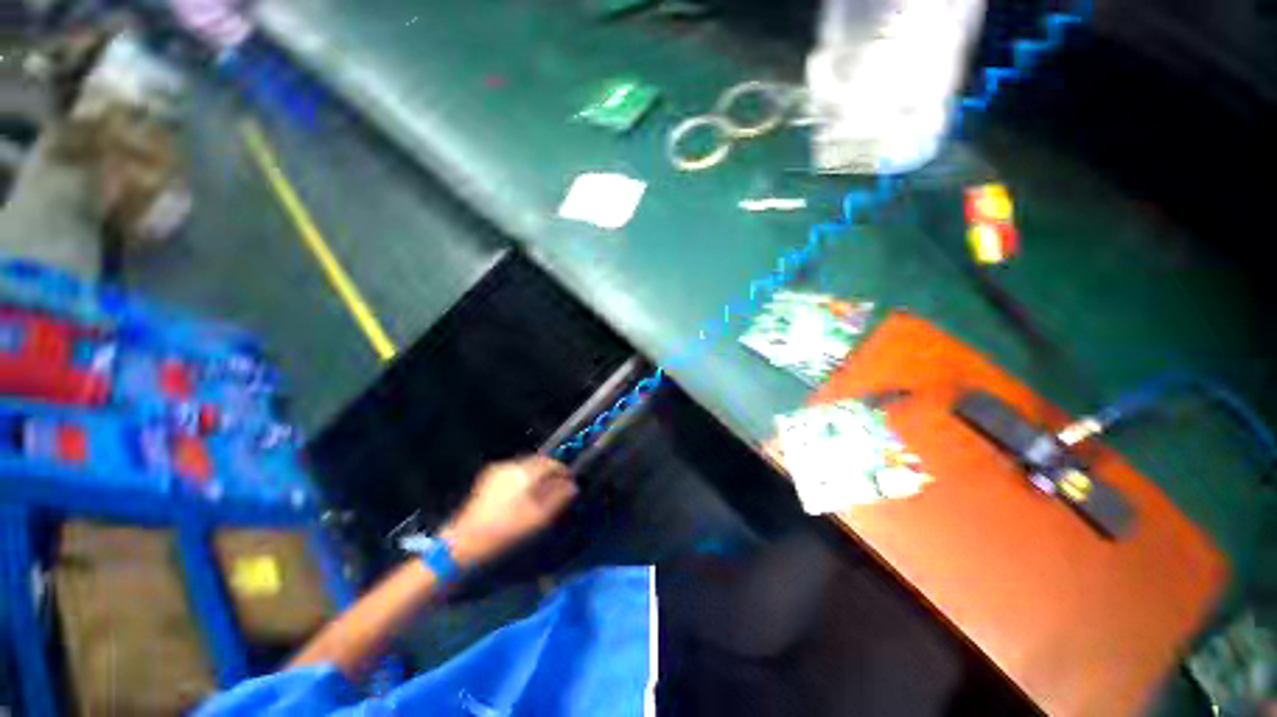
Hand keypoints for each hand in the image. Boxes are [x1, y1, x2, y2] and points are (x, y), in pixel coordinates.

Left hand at [440, 456, 576, 567]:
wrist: (465, 543)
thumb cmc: (506, 530)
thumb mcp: (539, 517)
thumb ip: (559, 498)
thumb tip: (572, 485)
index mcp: (525, 471)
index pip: (551, 463)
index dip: (563, 471)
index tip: (571, 481)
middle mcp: (511, 465)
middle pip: (538, 461)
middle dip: (550, 471)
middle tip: (558, 486)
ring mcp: (497, 471)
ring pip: (525, 466)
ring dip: (536, 475)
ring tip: (542, 491)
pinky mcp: (487, 479)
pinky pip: (513, 473)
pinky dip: (523, 479)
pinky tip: (523, 494)